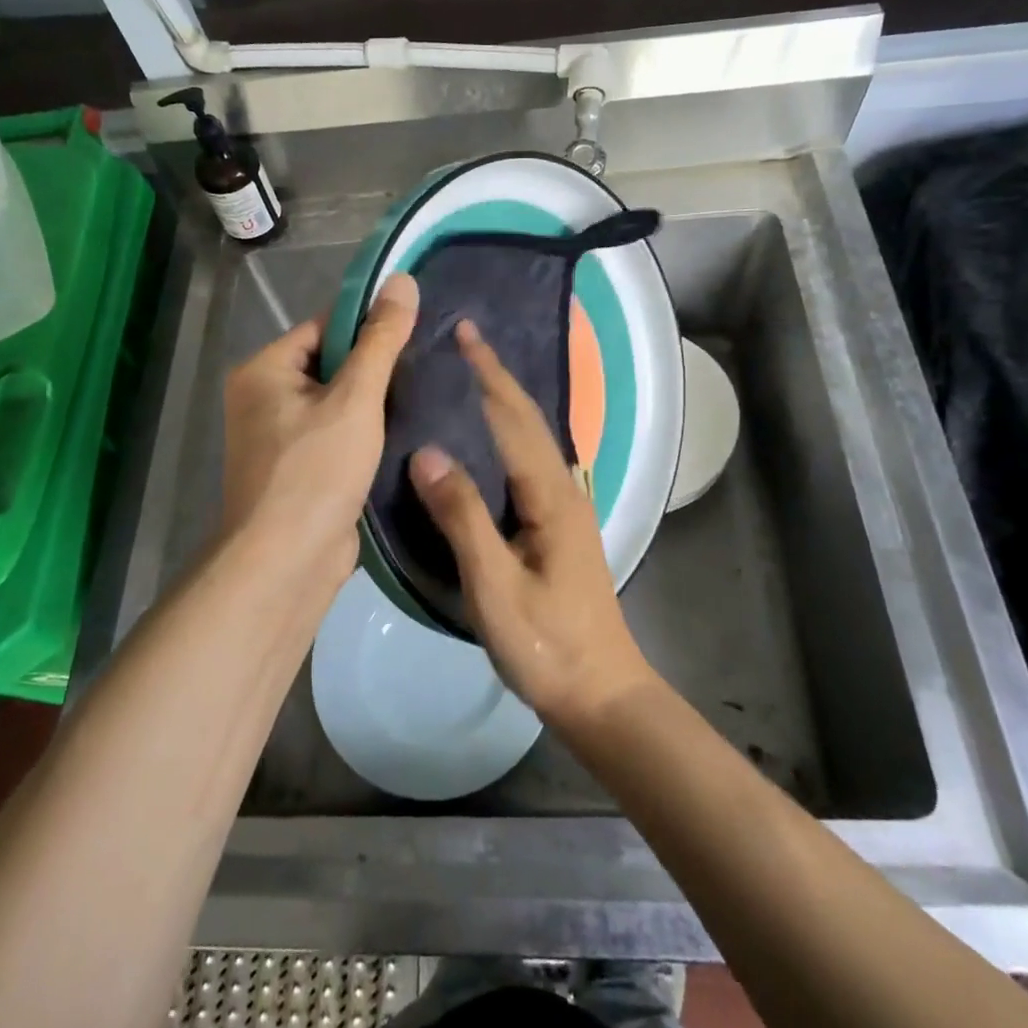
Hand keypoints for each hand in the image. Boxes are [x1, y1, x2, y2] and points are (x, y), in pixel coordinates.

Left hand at [220, 274, 418, 592]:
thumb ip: (381, 340)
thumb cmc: (315, 471)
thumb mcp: (355, 398)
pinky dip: (365, 435)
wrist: (287, 563)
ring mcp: (279, 439)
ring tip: (423, 396)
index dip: (367, 327)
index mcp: (264, 370)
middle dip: (374, 369)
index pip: (323, 327)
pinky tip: (404, 434)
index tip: (414, 333)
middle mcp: (263, 399)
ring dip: (373, 405)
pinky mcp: (299, 470)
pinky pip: (336, 436)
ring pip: (337, 404)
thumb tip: (402, 279)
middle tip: (425, 368)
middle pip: (331, 365)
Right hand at [408, 321, 656, 727]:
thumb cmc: (547, 644)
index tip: (465, 333)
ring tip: (471, 377)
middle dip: (497, 376)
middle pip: (528, 419)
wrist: (601, 693)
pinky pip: (528, 461)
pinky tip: (488, 441)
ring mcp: (565, 508)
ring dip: (504, 400)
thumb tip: (426, 451)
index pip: (514, 418)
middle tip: (466, 340)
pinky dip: (508, 433)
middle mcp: (563, 489)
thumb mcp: (495, 585)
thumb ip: (462, 517)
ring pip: (531, 439)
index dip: (488, 373)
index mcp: (550, 495)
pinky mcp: (558, 526)